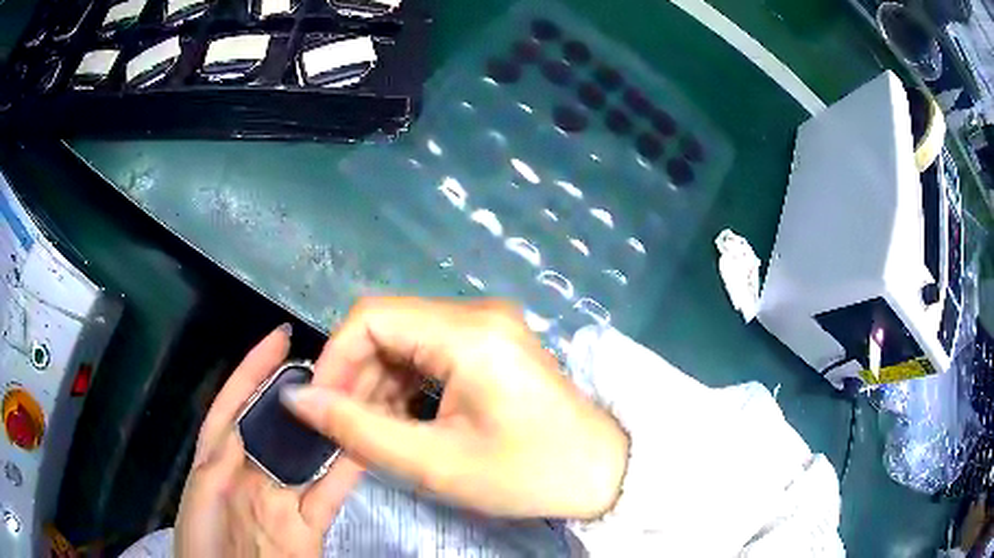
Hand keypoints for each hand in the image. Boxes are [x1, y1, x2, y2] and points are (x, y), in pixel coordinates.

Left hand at [175, 325, 364, 556]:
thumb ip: (221, 460)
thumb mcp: (201, 495)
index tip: (280, 336)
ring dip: (326, 428)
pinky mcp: (308, 524)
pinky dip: (347, 473)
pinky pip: (328, 494)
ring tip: (351, 394)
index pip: (235, 404)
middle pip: (278, 425)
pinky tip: (363, 448)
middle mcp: (253, 470)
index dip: (254, 369)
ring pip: (307, 456)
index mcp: (218, 457)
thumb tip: (250, 422)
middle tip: (328, 363)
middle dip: (298, 393)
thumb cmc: (201, 541)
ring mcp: (282, 497)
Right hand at [282, 298, 629, 519]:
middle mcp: (478, 313)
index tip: (322, 405)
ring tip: (376, 430)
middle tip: (348, 427)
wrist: (601, 472)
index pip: (371, 317)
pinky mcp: (493, 343)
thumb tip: (298, 400)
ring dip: (380, 382)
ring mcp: (488, 325)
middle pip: (388, 326)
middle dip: (357, 375)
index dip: (334, 357)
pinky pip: (430, 351)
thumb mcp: (435, 463)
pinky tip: (404, 419)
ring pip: (405, 340)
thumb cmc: (527, 474)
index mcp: (469, 332)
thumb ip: (357, 429)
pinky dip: (406, 383)